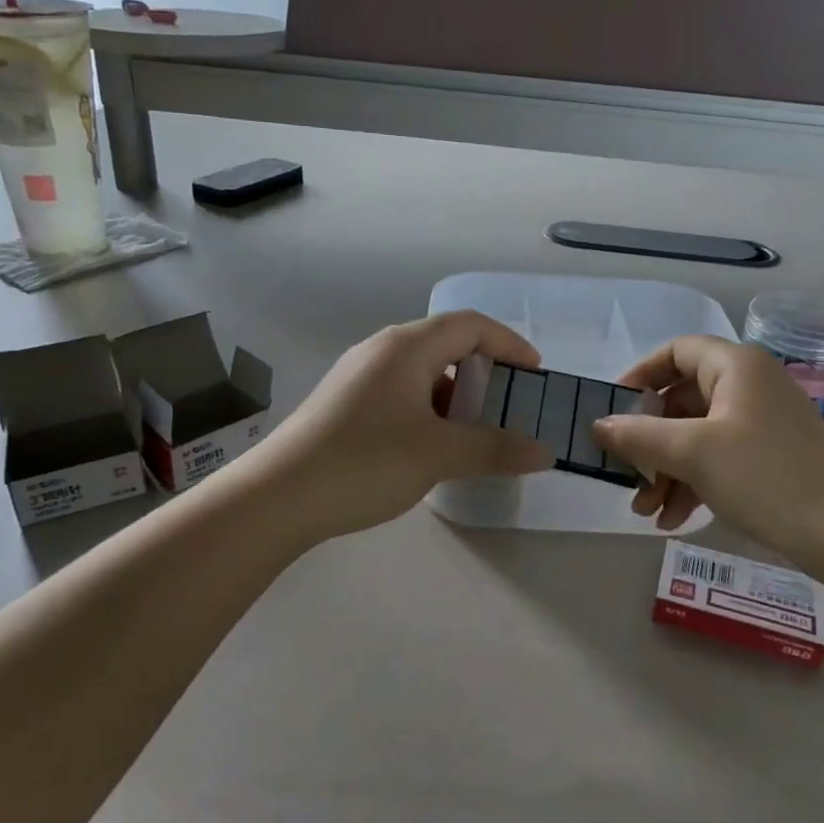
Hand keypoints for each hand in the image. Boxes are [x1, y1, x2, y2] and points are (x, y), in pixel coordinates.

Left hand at [245, 312, 552, 542]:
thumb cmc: (365, 462)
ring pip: (422, 370)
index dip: (509, 344)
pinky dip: (429, 408)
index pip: (471, 325)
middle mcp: (382, 350)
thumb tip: (545, 452)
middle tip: (509, 404)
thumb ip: (496, 449)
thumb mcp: (439, 454)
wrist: (278, 497)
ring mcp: (359, 375)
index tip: (535, 375)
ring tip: (475, 430)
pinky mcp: (346, 402)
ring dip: (456, 393)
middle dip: (484, 370)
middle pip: (447, 343)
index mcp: (407, 346)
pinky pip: (401, 391)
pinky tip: (432, 444)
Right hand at [591, 336, 823, 561]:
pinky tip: (674, 520)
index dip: (639, 376)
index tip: (612, 410)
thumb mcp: (692, 454)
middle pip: (682, 400)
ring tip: (646, 511)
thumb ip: (638, 436)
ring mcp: (764, 422)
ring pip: (698, 435)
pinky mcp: (773, 456)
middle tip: (626, 475)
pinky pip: (720, 458)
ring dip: (667, 470)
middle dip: (649, 442)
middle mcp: (750, 385)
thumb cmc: (766, 477)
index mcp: (735, 366)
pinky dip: (694, 482)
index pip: (675, 352)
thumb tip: (598, 425)